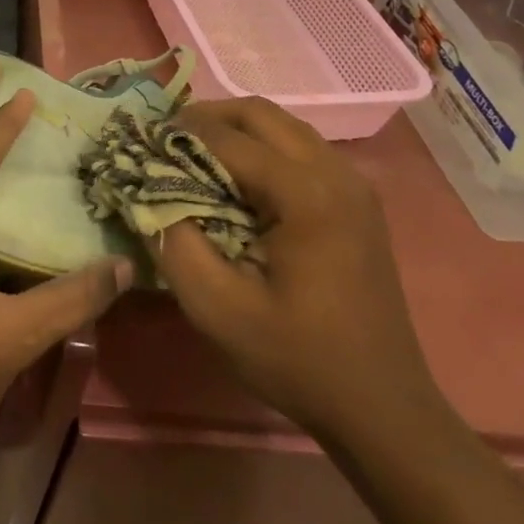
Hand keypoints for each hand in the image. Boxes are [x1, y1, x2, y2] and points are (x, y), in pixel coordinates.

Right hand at [148, 97, 440, 441]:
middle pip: (260, 114)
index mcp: (308, 195)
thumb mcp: (219, 311)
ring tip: (193, 157)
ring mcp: (353, 184)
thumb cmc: (299, 360)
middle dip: (206, 119)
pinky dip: (261, 149)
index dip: (177, 136)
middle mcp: (336, 173)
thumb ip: (175, 244)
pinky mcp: (357, 200)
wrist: (383, 409)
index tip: (139, 145)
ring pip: (282, 126)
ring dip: (234, 131)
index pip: (228, 139)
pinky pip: (300, 148)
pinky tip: (236, 182)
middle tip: (165, 143)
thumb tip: (147, 195)